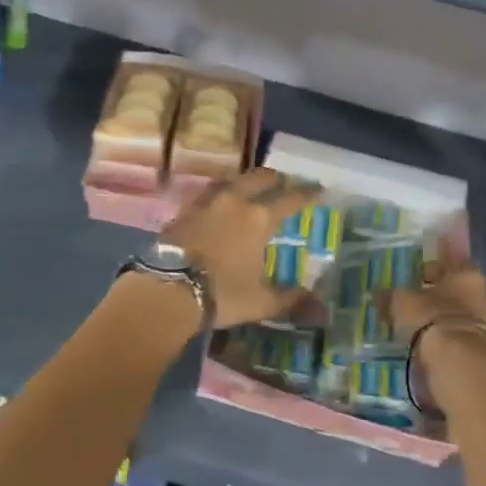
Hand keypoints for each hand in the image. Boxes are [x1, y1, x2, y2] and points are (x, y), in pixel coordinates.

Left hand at [163, 168, 320, 328]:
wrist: (167, 290)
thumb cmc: (221, 294)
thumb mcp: (261, 302)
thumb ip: (289, 299)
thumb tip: (318, 307)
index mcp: (259, 219)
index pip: (290, 199)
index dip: (307, 193)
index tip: (317, 188)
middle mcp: (234, 202)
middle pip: (257, 179)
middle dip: (273, 178)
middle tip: (282, 181)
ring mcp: (205, 204)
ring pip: (229, 181)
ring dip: (242, 181)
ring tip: (248, 188)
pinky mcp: (182, 212)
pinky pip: (206, 195)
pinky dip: (218, 195)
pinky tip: (217, 205)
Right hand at [382, 234, 485, 410]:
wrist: (461, 364)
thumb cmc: (432, 319)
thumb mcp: (402, 303)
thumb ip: (390, 296)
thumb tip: (378, 292)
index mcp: (466, 275)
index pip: (451, 260)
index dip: (433, 264)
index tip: (418, 270)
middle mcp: (482, 295)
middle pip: (456, 289)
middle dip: (437, 293)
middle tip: (414, 297)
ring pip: (459, 314)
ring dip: (441, 317)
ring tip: (418, 324)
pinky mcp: (485, 349)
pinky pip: (460, 336)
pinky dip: (446, 337)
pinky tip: (429, 343)